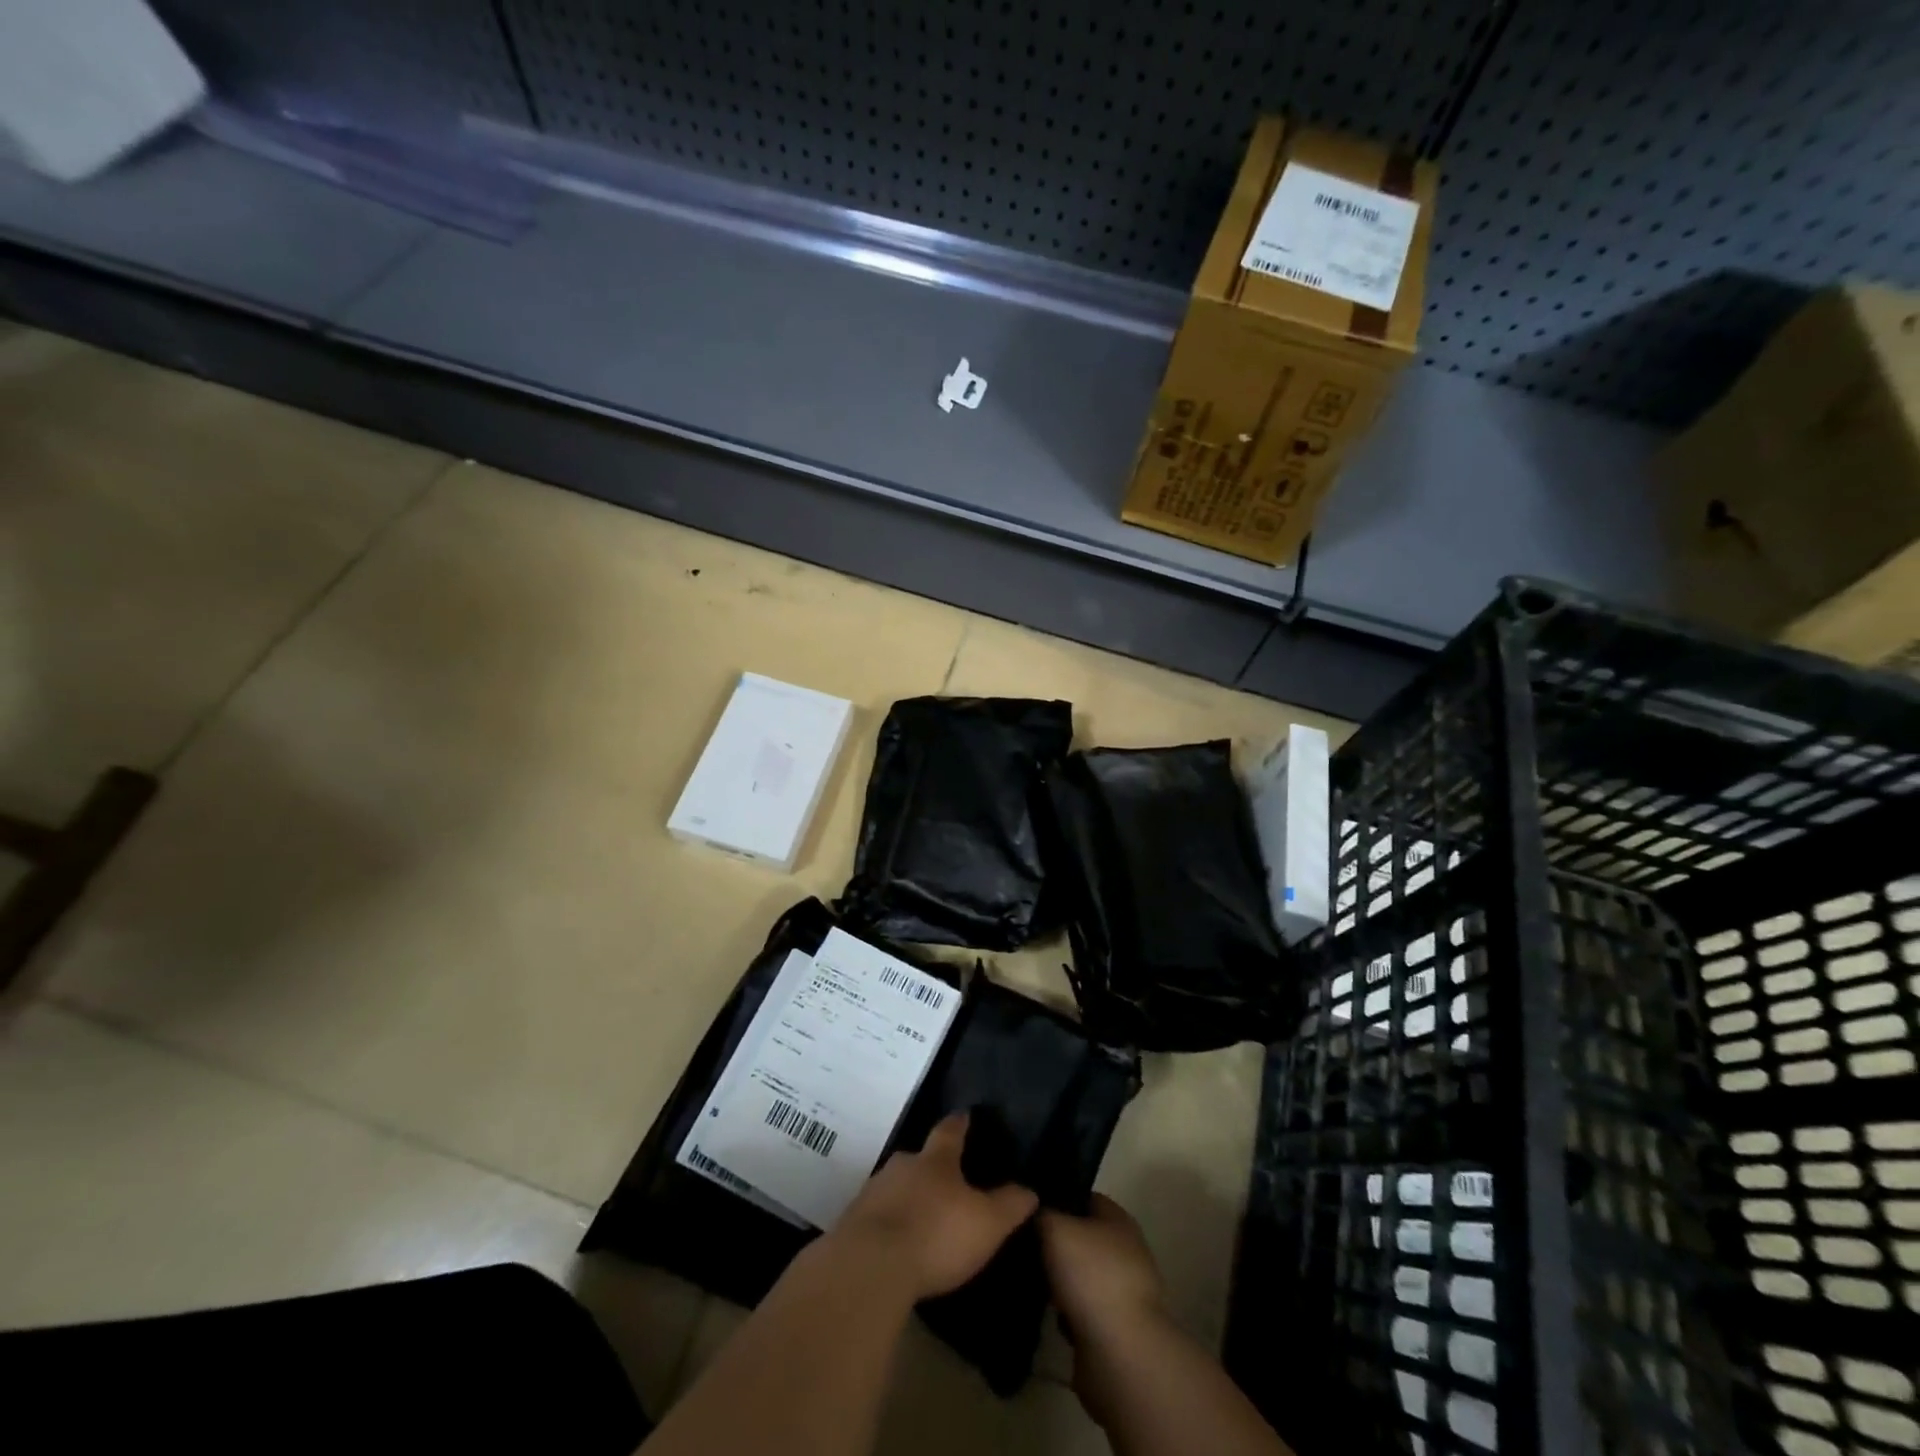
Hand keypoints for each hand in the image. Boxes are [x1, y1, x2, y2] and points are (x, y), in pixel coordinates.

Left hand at [830, 1112, 1038, 1301]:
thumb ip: (1009, 1205)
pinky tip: (895, 1244)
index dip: (960, 1123)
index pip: (950, 1131)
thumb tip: (1030, 1189)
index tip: (965, 1114)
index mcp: (936, 1161)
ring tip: (920, 1216)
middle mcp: (902, 1166)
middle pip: (919, 1159)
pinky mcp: (852, 1222)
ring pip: (895, 1186)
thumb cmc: (936, 1235)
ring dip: (907, 1197)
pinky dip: (888, 1224)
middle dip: (931, 1168)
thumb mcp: (986, 1224)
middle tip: (945, 1181)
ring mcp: (873, 1191)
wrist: (870, 1267)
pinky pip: (876, 1216)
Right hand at [1038, 1194, 1168, 1344]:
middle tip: (1023, 1248)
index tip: (1029, 1209)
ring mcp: (1124, 1292)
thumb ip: (1042, 1213)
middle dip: (1055, 1244)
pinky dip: (1068, 1315)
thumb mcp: (1056, 1228)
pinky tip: (1050, 1318)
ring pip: (1081, 1276)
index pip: (1084, 1197)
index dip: (1057, 1199)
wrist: (1122, 1355)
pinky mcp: (1118, 1329)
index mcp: (1118, 1219)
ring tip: (1032, 1285)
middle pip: (1082, 1238)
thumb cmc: (1092, 1276)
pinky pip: (1084, 1312)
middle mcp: (1126, 1250)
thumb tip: (1036, 1211)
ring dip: (1059, 1283)